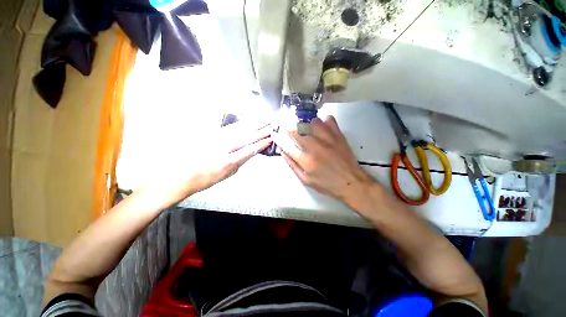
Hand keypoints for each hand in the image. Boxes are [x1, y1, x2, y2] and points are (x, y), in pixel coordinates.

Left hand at [155, 121, 271, 202]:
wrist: (181, 175)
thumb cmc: (205, 179)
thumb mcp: (227, 174)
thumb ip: (240, 161)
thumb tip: (250, 152)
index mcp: (230, 160)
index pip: (251, 148)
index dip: (262, 143)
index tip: (271, 138)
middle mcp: (225, 146)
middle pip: (247, 136)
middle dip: (261, 130)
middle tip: (272, 123)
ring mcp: (217, 138)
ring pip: (240, 128)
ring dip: (253, 123)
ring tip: (264, 119)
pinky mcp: (211, 134)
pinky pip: (230, 128)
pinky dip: (241, 124)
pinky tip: (247, 122)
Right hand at [272, 116, 374, 205]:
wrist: (351, 182)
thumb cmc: (327, 184)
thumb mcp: (306, 180)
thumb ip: (293, 165)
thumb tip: (283, 151)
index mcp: (306, 161)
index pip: (287, 146)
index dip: (279, 139)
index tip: (275, 133)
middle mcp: (316, 147)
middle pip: (297, 130)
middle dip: (288, 126)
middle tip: (285, 124)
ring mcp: (328, 139)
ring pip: (312, 121)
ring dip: (305, 122)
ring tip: (303, 125)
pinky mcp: (339, 136)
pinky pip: (329, 120)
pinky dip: (323, 120)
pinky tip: (320, 124)